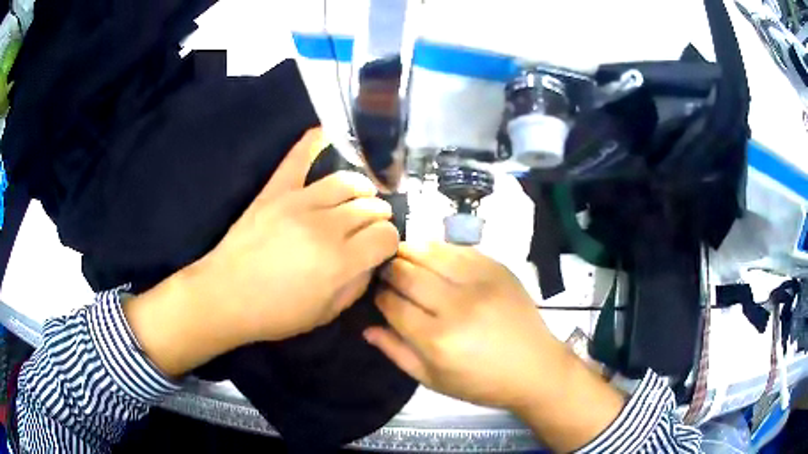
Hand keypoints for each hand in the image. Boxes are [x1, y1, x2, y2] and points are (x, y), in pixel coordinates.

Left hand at [186, 128, 398, 342]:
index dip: (389, 242)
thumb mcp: (326, 313)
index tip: (380, 249)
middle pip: (370, 208)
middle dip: (379, 218)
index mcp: (340, 262)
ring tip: (361, 196)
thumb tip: (372, 258)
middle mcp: (325, 226)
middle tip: (370, 229)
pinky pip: (299, 157)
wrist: (224, 297)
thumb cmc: (276, 313)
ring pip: (347, 181)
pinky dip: (316, 141)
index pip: (386, 236)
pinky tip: (329, 134)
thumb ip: (357, 284)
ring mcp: (298, 203)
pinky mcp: (275, 191)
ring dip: (362, 189)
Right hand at [364, 242, 625, 451]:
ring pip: (430, 253)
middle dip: (388, 269)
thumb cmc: (481, 382)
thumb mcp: (433, 379)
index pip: (392, 304)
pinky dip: (438, 248)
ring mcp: (479, 282)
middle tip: (383, 270)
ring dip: (409, 251)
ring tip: (401, 256)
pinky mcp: (497, 269)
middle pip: (407, 273)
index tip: (376, 293)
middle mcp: (456, 305)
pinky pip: (458, 249)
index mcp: (436, 339)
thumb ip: (396, 352)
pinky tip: (431, 255)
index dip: (378, 295)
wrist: (535, 368)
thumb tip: (366, 326)